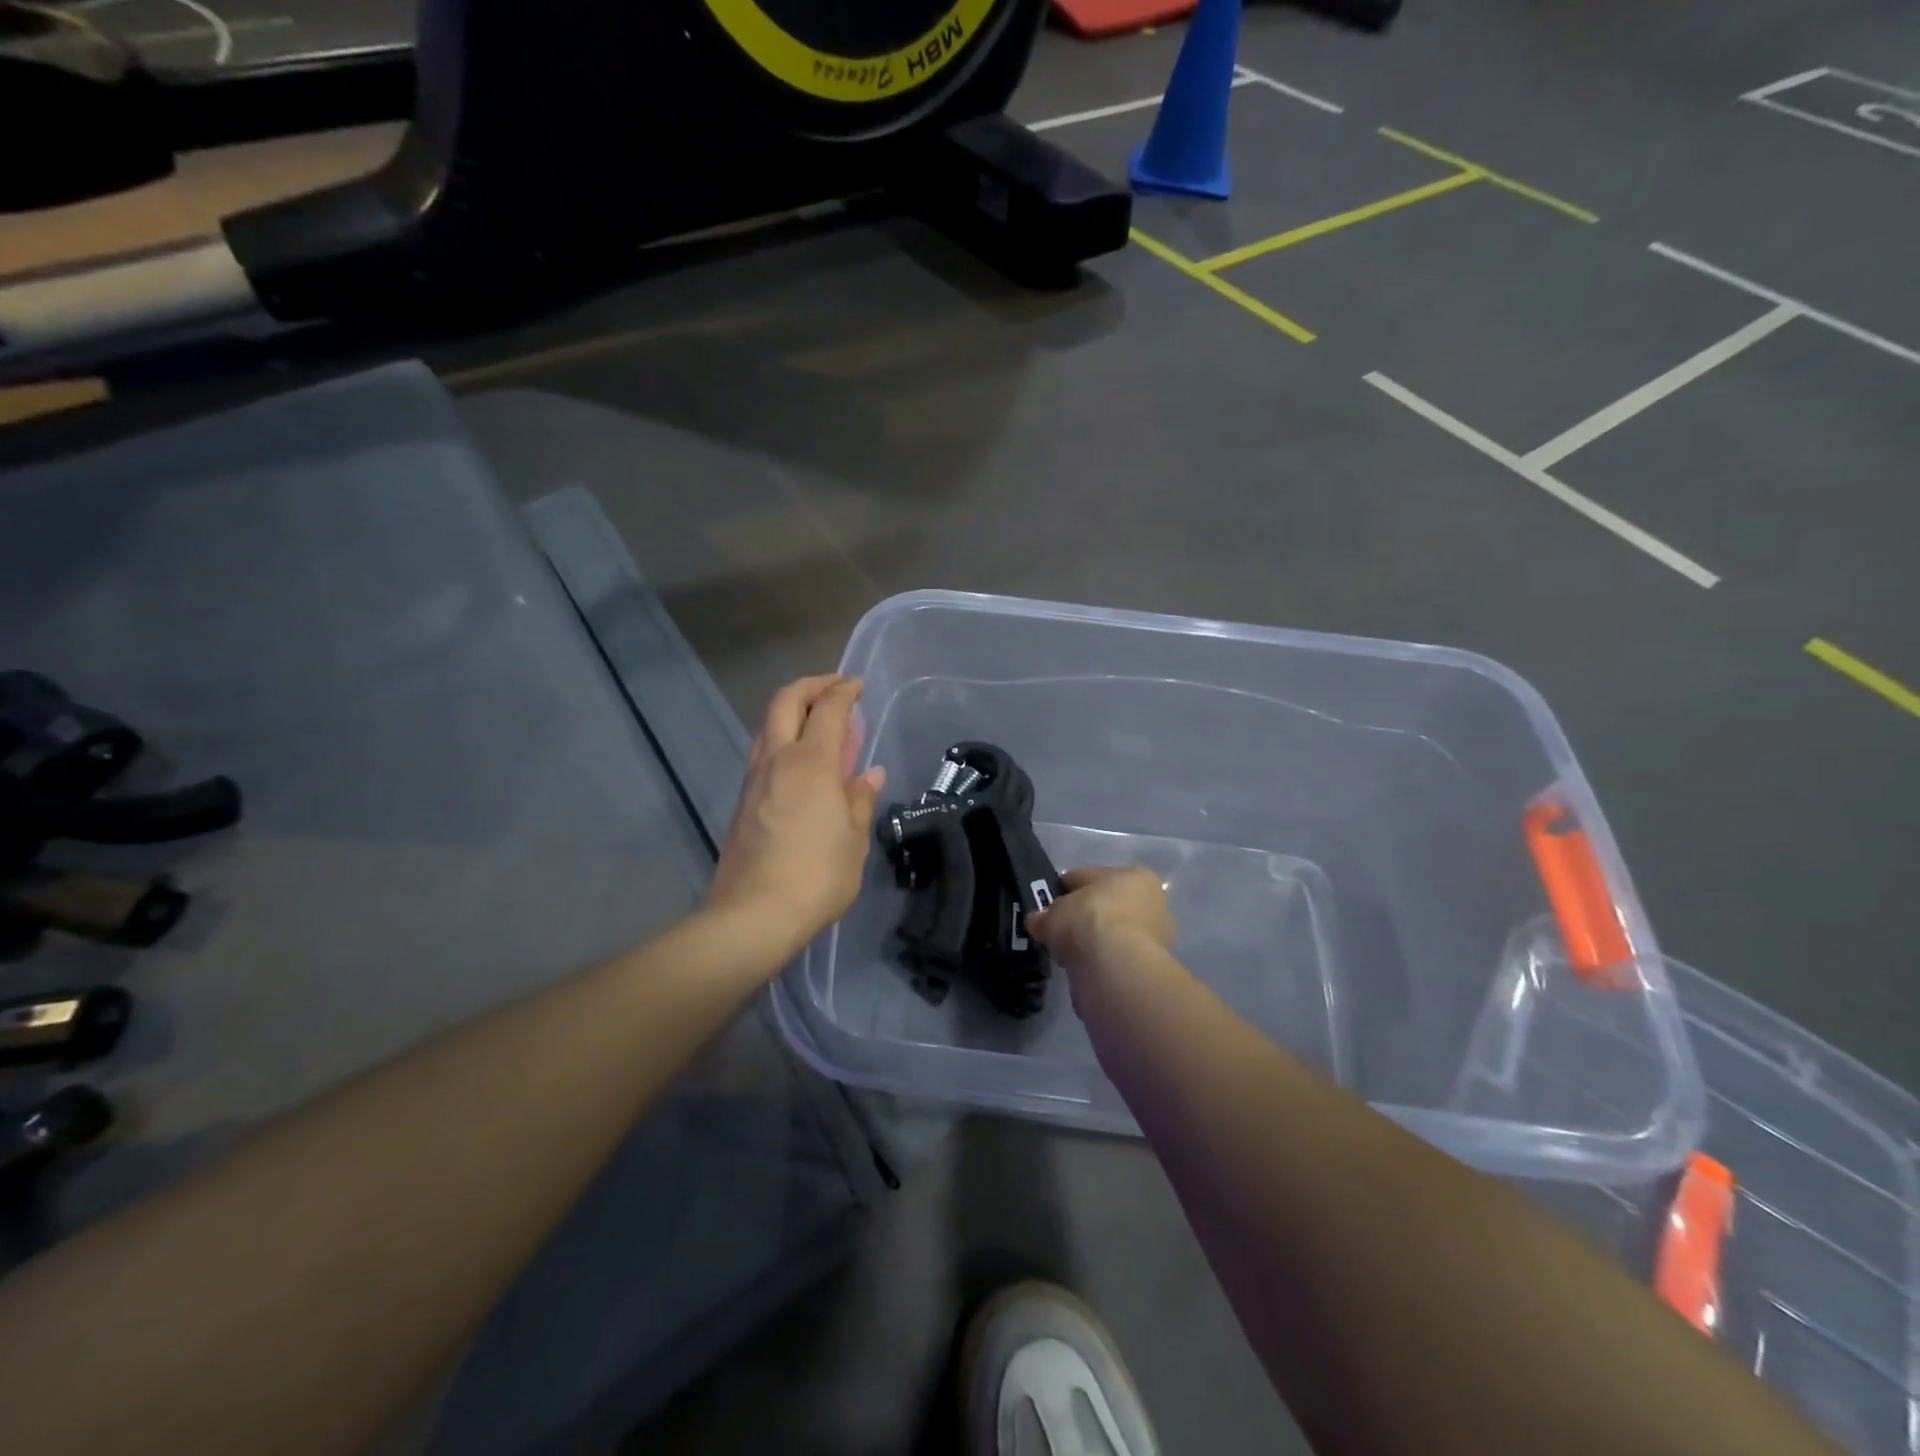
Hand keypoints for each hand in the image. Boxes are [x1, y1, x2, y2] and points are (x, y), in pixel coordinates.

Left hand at [706, 675, 886, 961]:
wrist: (752, 915)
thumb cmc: (816, 875)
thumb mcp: (854, 839)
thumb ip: (860, 799)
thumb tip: (869, 775)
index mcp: (811, 762)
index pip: (828, 708)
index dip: (845, 690)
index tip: (859, 685)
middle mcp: (777, 759)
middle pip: (786, 701)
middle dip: (812, 685)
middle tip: (836, 688)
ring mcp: (754, 779)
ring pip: (768, 725)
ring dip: (794, 711)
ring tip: (821, 722)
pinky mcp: (743, 800)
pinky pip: (765, 752)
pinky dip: (785, 739)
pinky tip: (804, 763)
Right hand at [1026, 866, 1174, 970]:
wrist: (1115, 966)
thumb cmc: (1088, 920)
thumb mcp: (1053, 913)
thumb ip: (1044, 916)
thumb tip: (1037, 921)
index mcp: (1134, 875)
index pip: (1089, 877)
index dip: (1065, 889)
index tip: (1048, 905)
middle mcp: (1151, 901)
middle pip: (1106, 905)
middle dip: (1083, 916)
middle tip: (1059, 930)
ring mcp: (1155, 935)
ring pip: (1113, 932)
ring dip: (1094, 940)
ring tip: (1069, 952)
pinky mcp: (1151, 965)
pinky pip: (1116, 956)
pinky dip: (1101, 960)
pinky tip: (1083, 967)